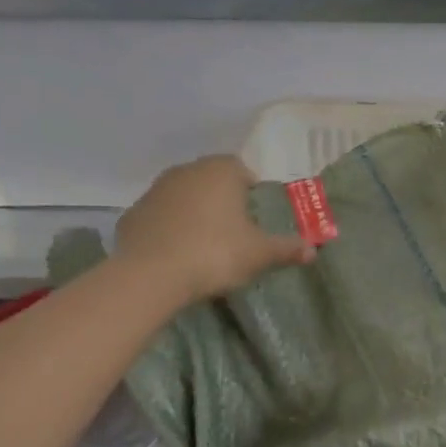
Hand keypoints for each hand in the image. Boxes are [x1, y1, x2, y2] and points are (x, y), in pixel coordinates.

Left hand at [114, 155, 313, 305]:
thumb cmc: (215, 253)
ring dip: (193, 214)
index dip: (252, 195)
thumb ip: (286, 248)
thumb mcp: (259, 254)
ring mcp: (155, 191)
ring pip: (183, 197)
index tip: (256, 221)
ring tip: (204, 247)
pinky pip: (159, 218)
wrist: (151, 276)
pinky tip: (175, 255)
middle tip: (234, 235)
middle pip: (212, 182)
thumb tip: (313, 249)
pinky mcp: (132, 214)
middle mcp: (187, 171)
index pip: (243, 172)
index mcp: (221, 171)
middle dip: (223, 203)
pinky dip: (168, 230)